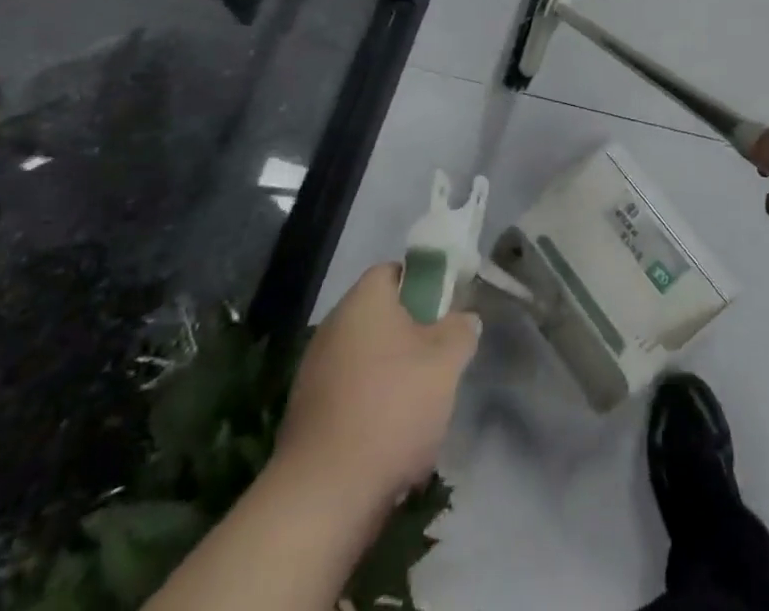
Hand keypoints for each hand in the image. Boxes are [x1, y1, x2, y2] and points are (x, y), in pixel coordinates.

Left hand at [273, 263, 479, 510]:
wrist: (324, 496)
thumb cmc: (391, 409)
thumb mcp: (446, 363)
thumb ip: (460, 330)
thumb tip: (462, 318)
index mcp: (363, 301)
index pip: (395, 271)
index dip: (424, 285)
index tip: (446, 312)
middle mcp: (333, 327)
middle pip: (382, 317)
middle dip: (413, 336)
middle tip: (440, 361)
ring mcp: (315, 372)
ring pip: (368, 359)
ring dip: (394, 376)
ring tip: (420, 410)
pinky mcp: (307, 415)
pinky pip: (350, 396)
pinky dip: (372, 409)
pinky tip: (391, 441)